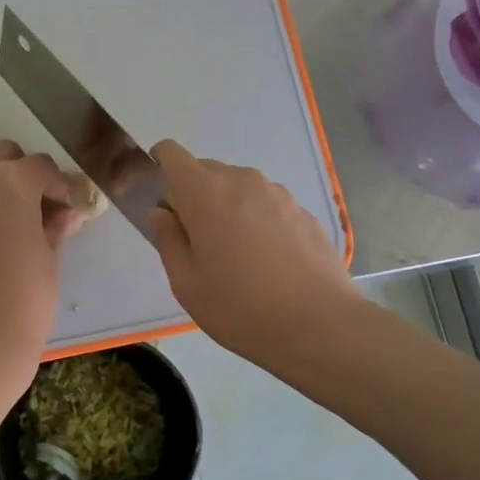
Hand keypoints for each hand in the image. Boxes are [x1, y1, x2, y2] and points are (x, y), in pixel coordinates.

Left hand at [0, 141, 79, 381]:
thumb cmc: (26, 300)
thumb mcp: (50, 258)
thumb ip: (55, 225)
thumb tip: (67, 213)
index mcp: (12, 185)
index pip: (41, 167)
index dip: (58, 184)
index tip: (66, 206)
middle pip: (2, 156)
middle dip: (23, 174)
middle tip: (36, 207)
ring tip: (5, 217)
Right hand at [150, 140, 363, 367]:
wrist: (320, 325)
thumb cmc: (240, 308)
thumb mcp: (187, 284)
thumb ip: (168, 240)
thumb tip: (162, 214)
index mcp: (205, 193)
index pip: (172, 154)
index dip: (160, 166)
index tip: (161, 199)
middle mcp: (242, 181)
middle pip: (205, 171)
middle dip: (194, 196)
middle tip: (197, 243)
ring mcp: (278, 194)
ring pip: (239, 188)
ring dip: (228, 209)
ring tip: (237, 257)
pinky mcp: (304, 212)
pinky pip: (266, 205)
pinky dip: (257, 221)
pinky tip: (268, 263)